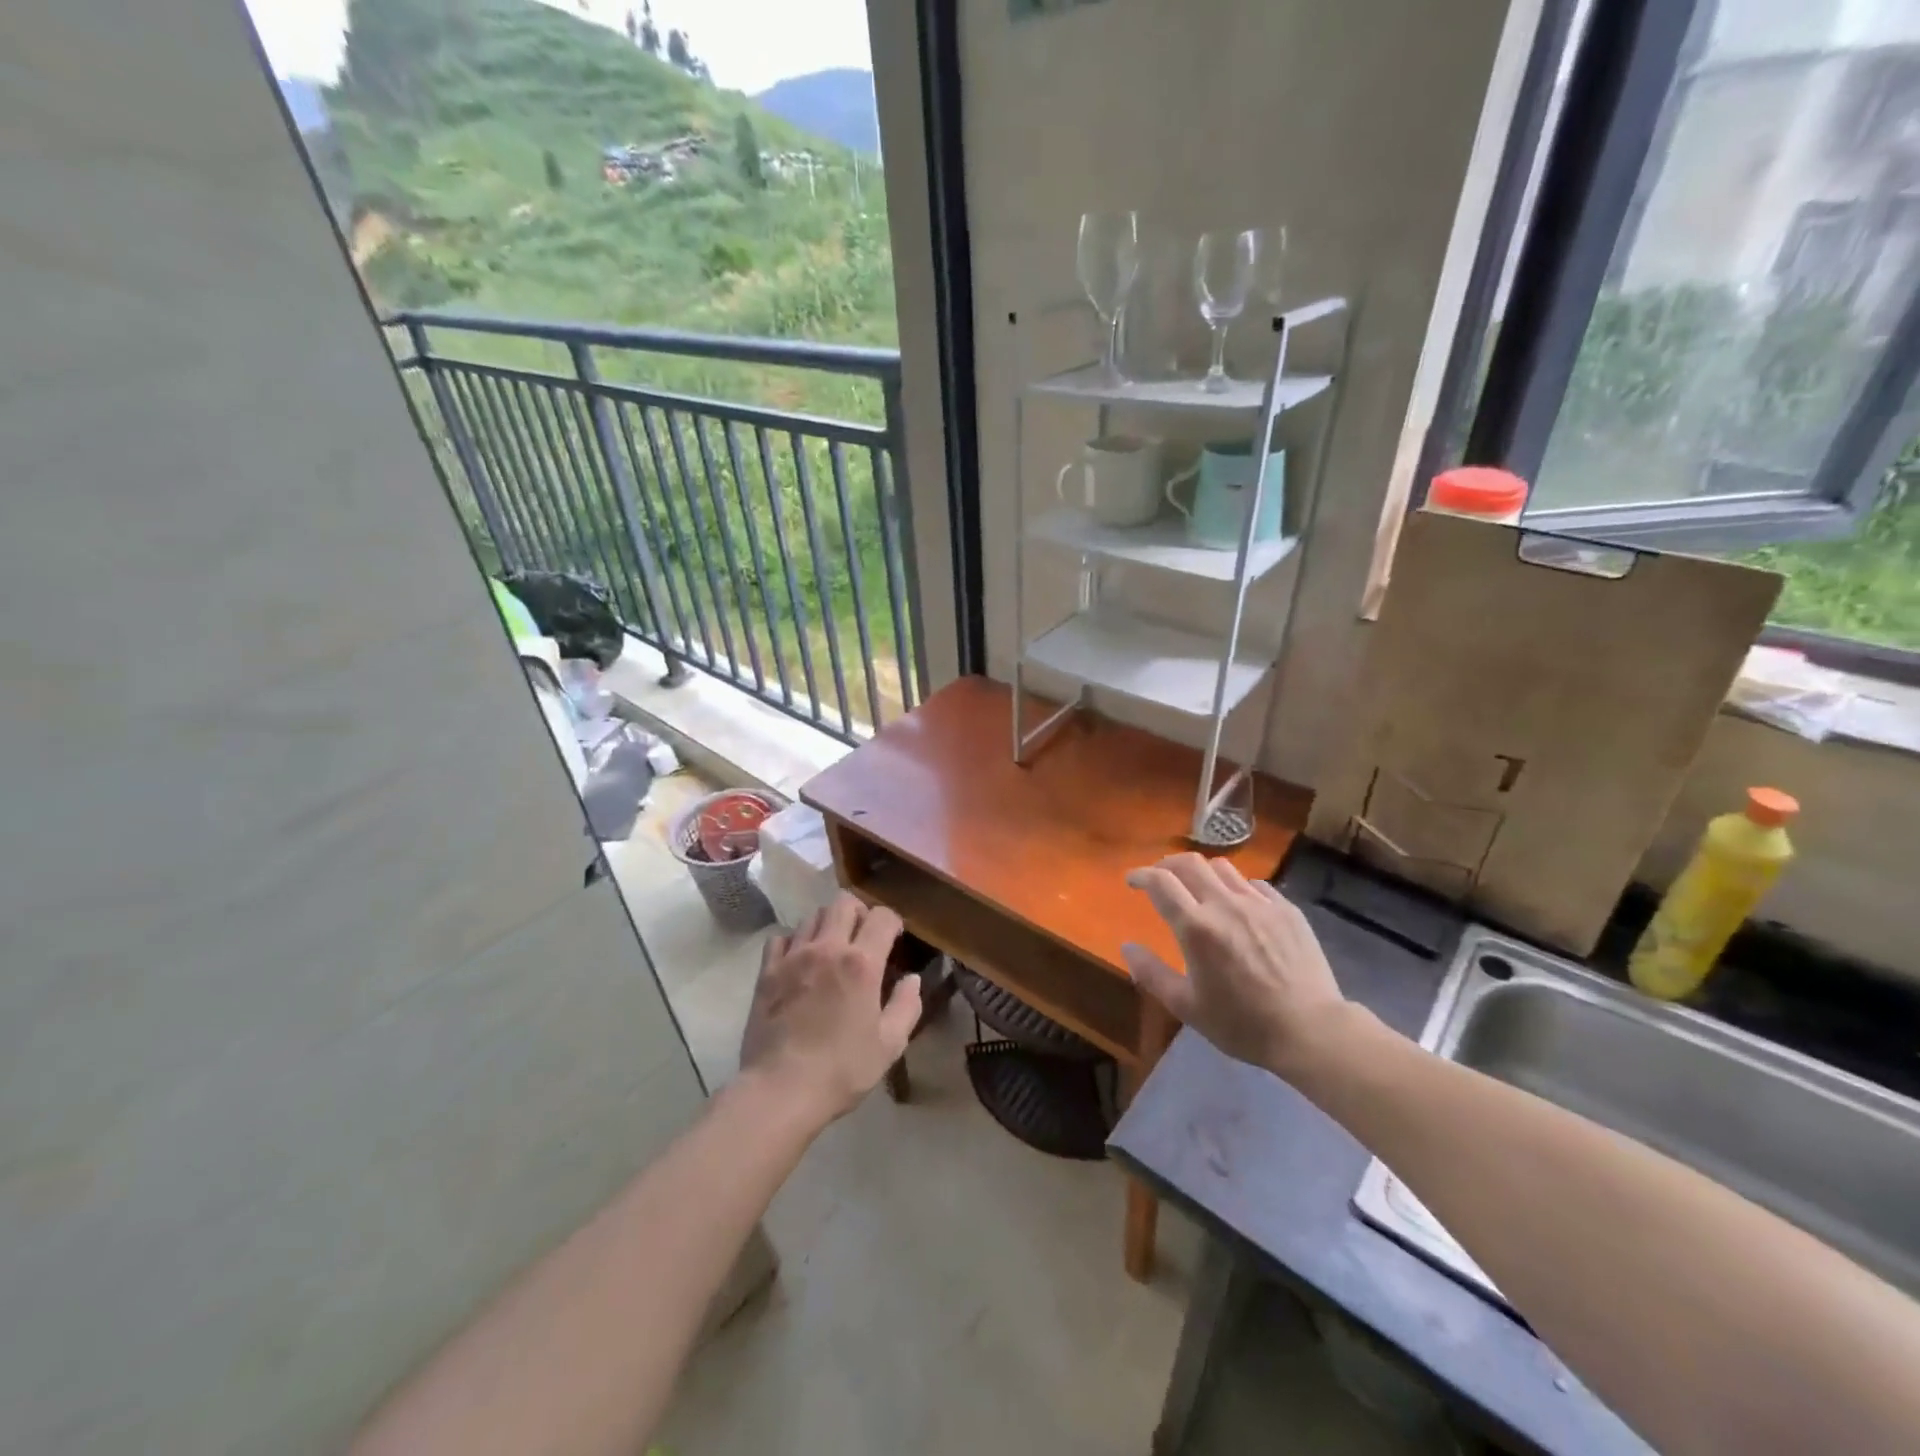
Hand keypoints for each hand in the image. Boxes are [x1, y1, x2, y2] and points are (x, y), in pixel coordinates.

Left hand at [738, 893, 918, 1126]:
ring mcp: (793, 956)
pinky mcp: (767, 971)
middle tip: (863, 938)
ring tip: (831, 949)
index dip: (892, 922)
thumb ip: (906, 1006)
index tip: (894, 939)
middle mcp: (828, 948)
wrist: (780, 1090)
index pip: (882, 916)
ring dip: (827, 925)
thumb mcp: (889, 1045)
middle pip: (844, 903)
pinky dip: (794, 941)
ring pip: (812, 916)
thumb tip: (912, 979)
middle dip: (859, 913)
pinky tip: (799, 961)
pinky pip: (781, 937)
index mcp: (862, 963)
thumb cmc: (841, 1070)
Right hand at [1122, 854, 1346, 1077]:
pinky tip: (1238, 905)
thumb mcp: (1187, 1007)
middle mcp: (1225, 905)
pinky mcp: (1287, 909)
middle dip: (1168, 864)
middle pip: (1190, 863)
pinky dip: (1237, 887)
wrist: (1310, 1030)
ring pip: (1223, 868)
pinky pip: (1255, 884)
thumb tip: (1127, 946)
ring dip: (1202, 872)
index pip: (1160, 882)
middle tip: (1161, 878)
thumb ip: (1151, 973)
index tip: (1133, 881)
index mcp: (1196, 927)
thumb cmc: (1242, 1024)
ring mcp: (1260, 903)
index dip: (1142, 875)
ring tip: (1199, 888)